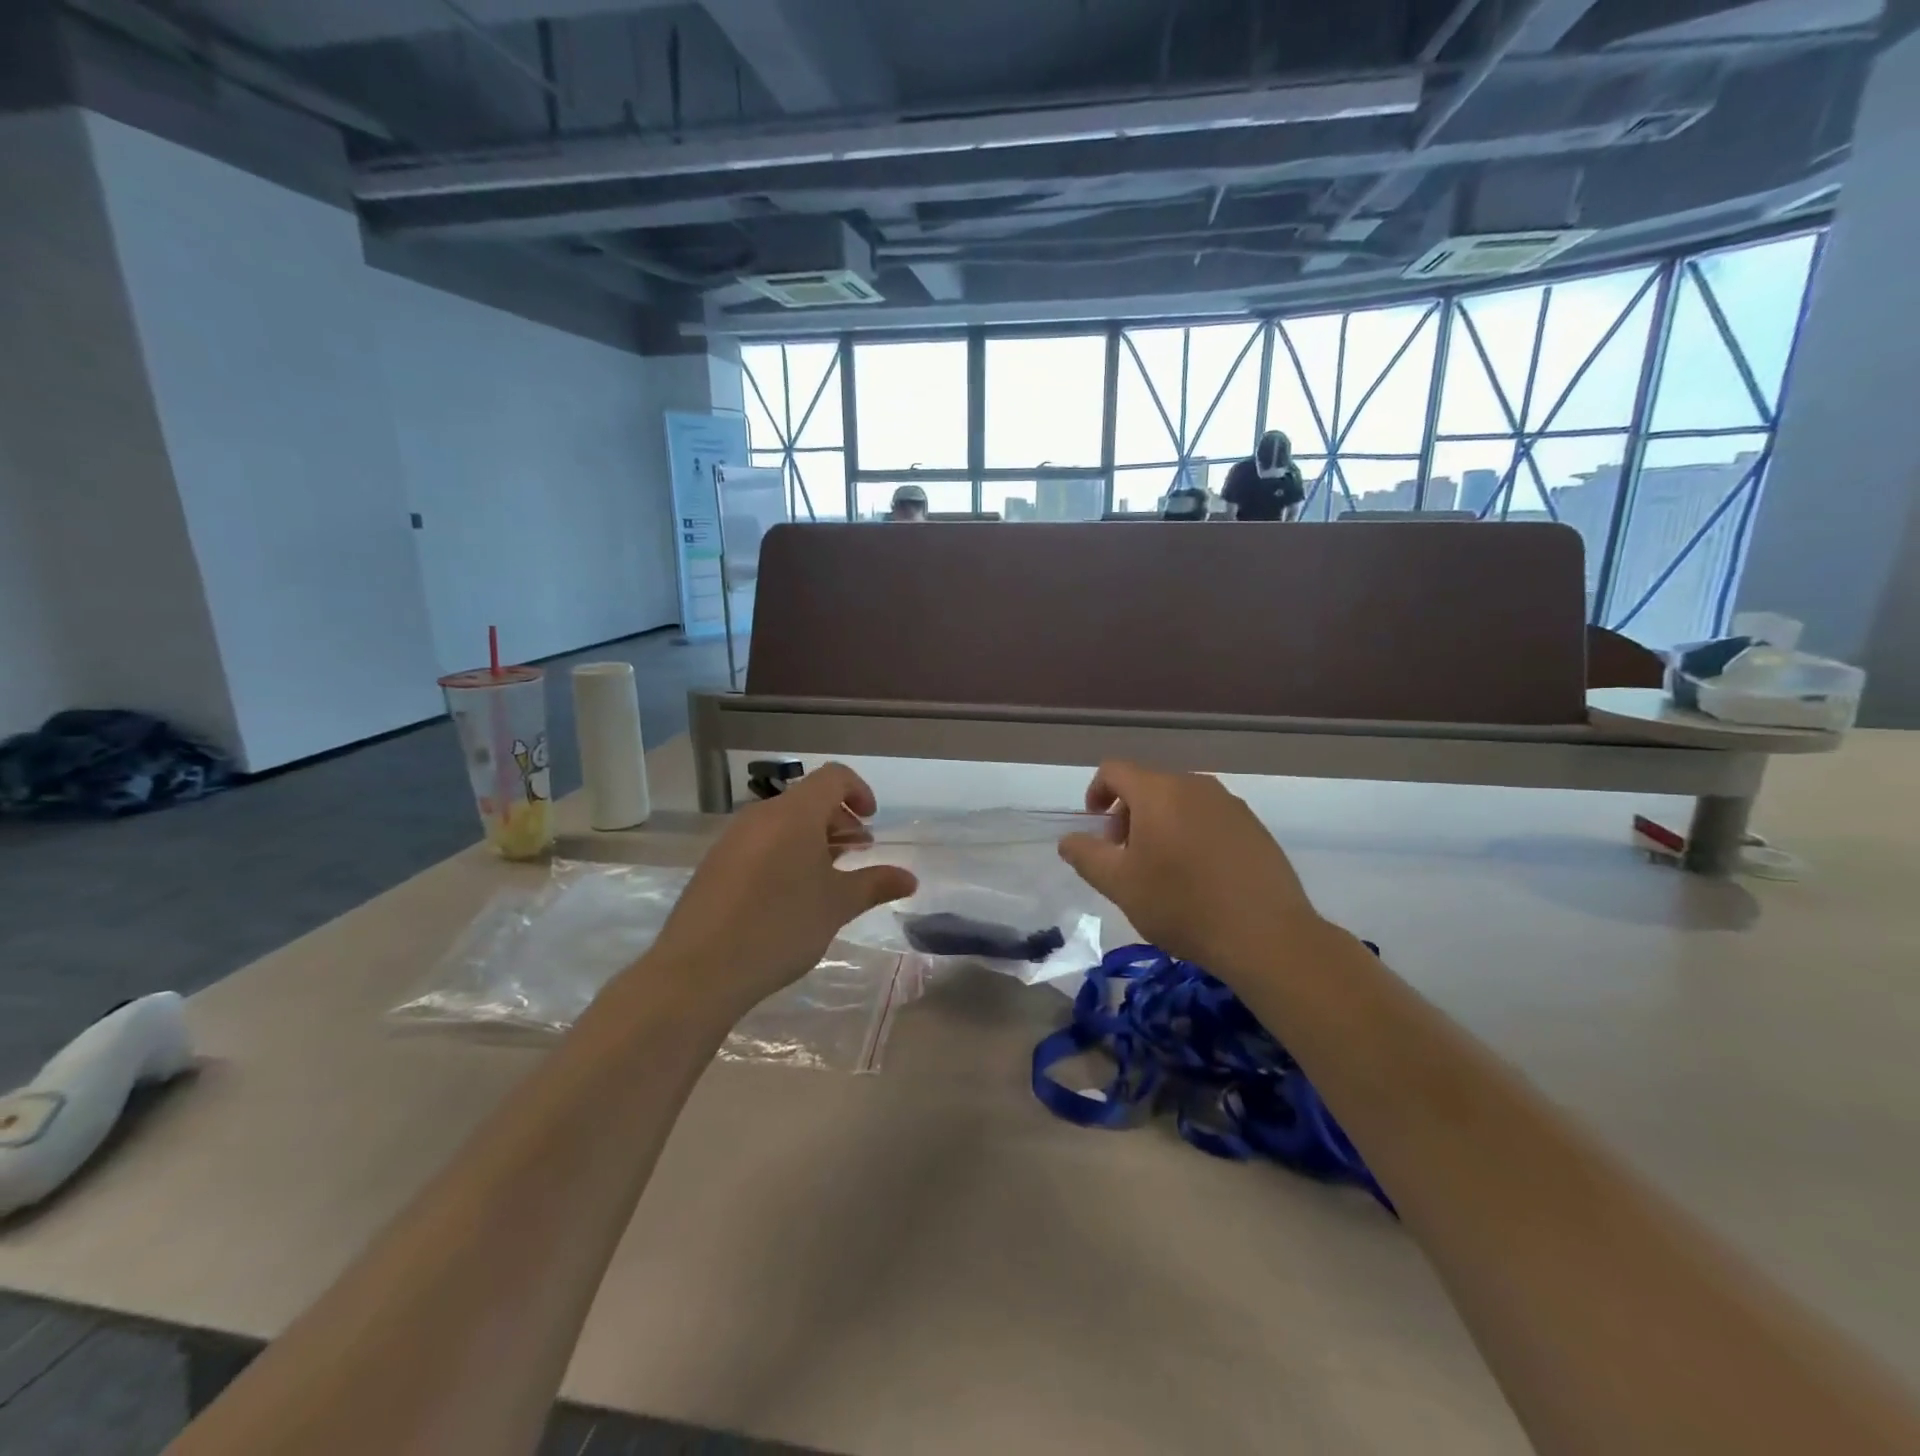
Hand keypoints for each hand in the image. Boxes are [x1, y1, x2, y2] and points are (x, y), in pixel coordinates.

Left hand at [649, 764, 916, 1012]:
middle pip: (807, 800)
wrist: (699, 970)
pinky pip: (759, 843)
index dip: (859, 791)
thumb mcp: (836, 906)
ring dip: (811, 839)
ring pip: (782, 823)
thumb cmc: (780, 927)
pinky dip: (784, 853)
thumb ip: (875, 884)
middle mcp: (761, 815)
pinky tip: (788, 895)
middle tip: (856, 856)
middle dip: (838, 821)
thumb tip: (909, 878)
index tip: (871, 823)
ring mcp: (733, 839)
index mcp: (794, 814)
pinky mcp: (715, 864)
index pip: (833, 777)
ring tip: (826, 878)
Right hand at [1057, 761, 1331, 984]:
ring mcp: (1229, 803)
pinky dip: (1192, 833)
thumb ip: (1086, 855)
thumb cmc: (1181, 905)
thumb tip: (1069, 840)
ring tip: (1162, 869)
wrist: (1265, 934)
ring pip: (1180, 801)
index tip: (1096, 828)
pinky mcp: (1254, 825)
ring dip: (1160, 824)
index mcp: (1158, 791)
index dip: (1096, 792)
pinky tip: (1199, 875)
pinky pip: (1209, 817)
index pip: (1114, 770)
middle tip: (1126, 857)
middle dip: (1128, 814)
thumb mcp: (1119, 885)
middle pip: (1148, 785)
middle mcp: (1195, 785)